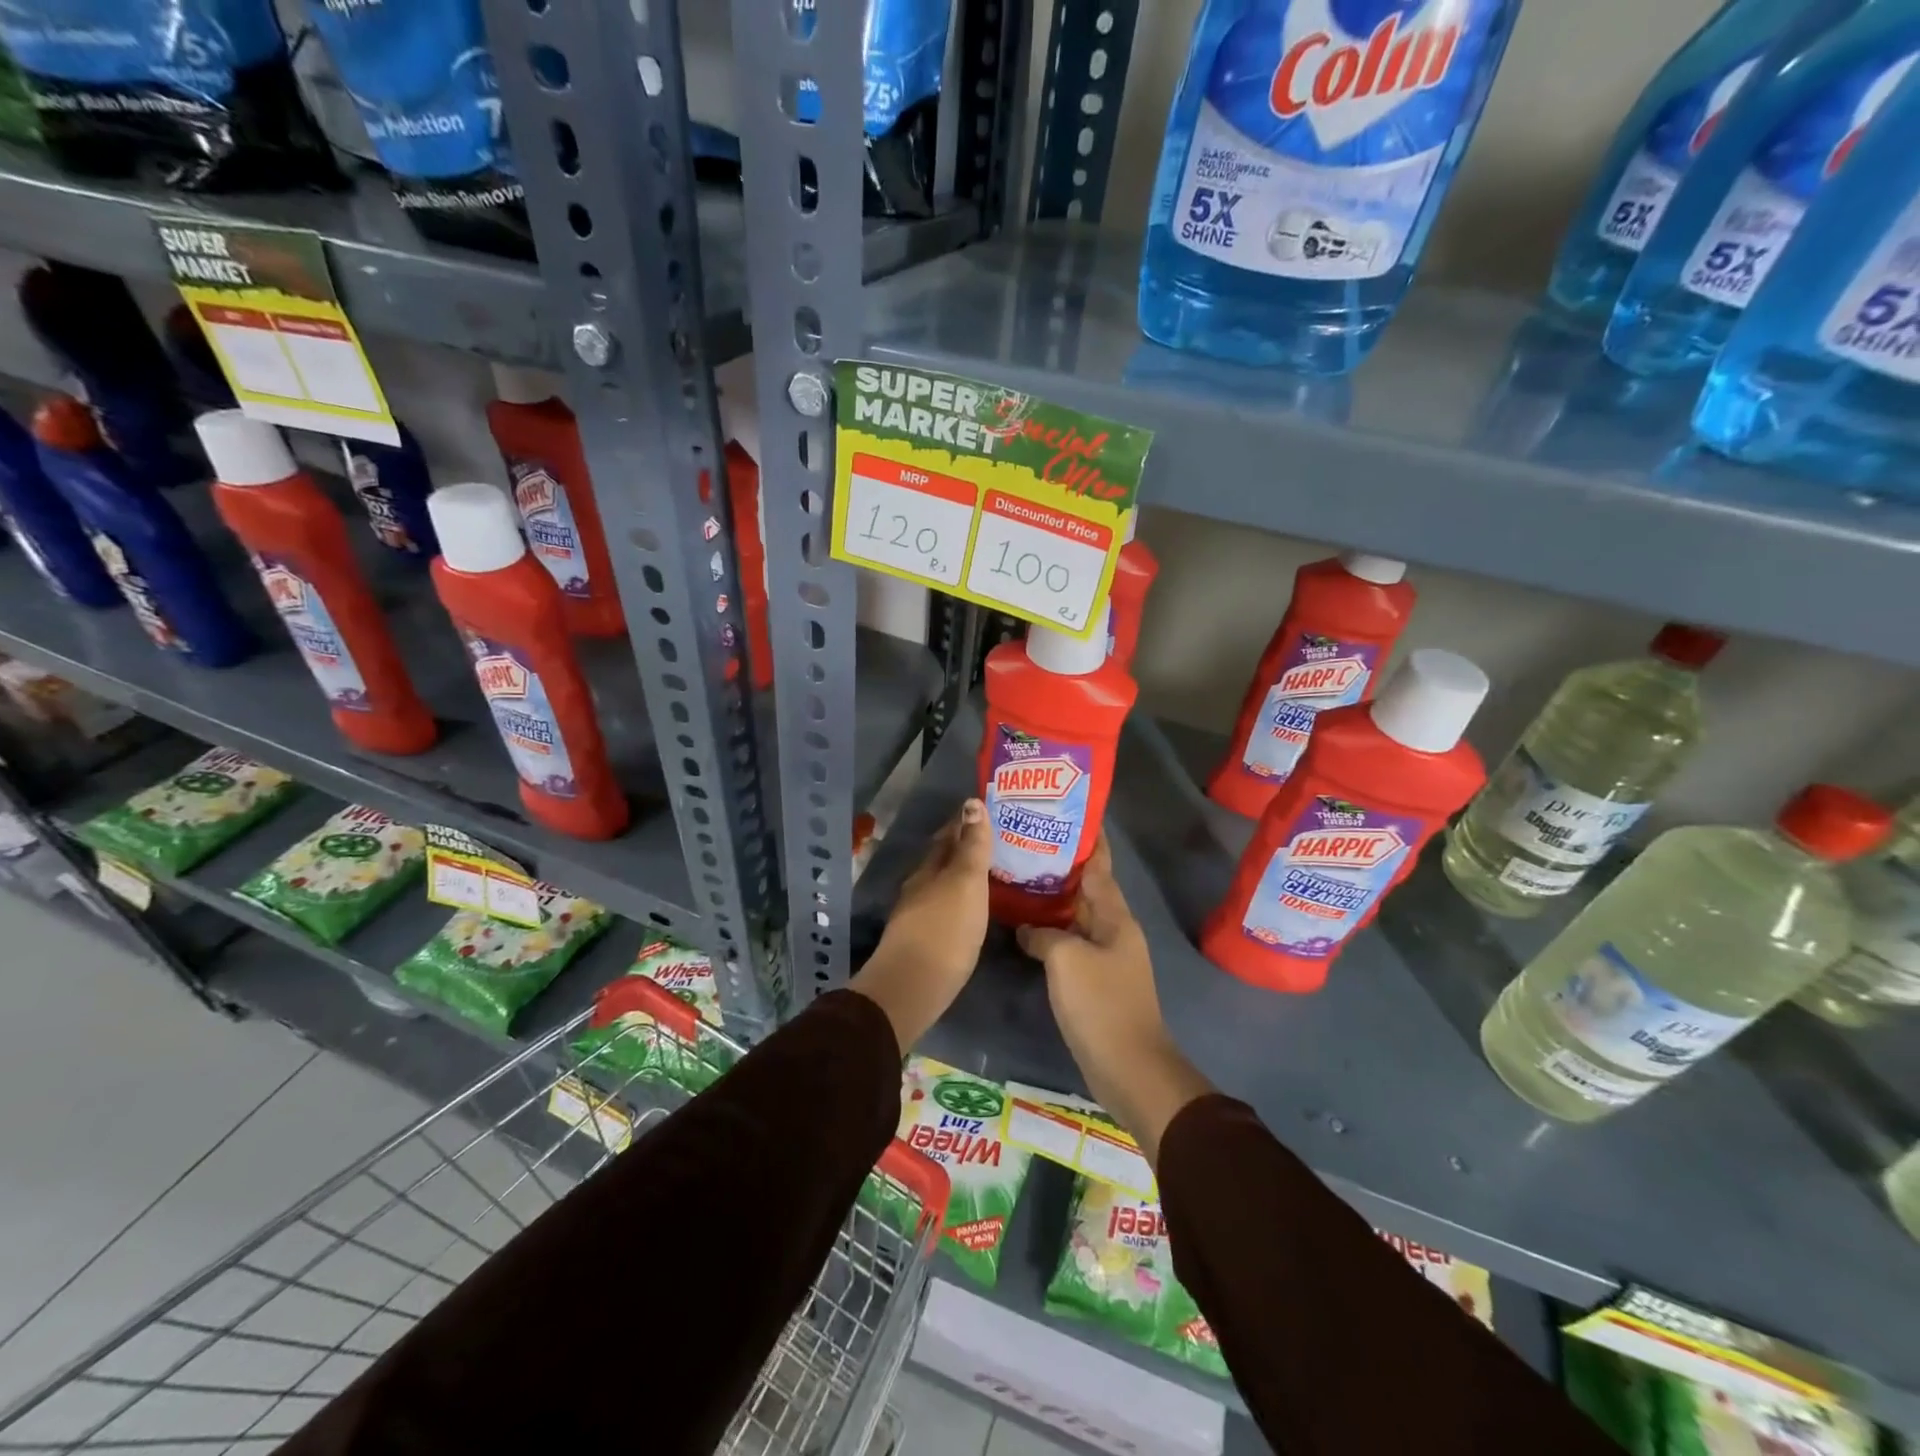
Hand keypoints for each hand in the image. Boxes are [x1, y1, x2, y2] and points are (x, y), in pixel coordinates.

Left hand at [850, 799, 990, 1050]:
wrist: (913, 986)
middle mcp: (920, 886)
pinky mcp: (924, 941)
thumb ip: (972, 846)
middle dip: (965, 848)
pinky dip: (961, 900)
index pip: (949, 836)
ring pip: (943, 884)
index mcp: (930, 868)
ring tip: (990, 873)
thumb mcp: (965, 882)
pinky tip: (974, 908)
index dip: (966, 822)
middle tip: (995, 841)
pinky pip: (946, 908)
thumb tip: (971, 802)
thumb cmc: (945, 928)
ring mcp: (919, 915)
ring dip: (963, 876)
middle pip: (943, 860)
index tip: (987, 811)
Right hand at [1017, 835, 1212, 1162]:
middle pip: (1086, 888)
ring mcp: (1105, 956)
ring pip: (1076, 917)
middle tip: (1025, 844)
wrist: (1128, 1067)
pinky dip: (1050, 931)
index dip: (1087, 841)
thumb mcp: (1066, 959)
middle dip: (1061, 867)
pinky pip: (1070, 943)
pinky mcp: (1094, 980)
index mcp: (1115, 917)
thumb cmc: (1100, 1003)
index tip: (1067, 815)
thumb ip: (1044, 934)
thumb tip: (1029, 929)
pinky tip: (1025, 928)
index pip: (1099, 866)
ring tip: (1018, 878)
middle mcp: (1113, 930)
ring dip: (1053, 900)